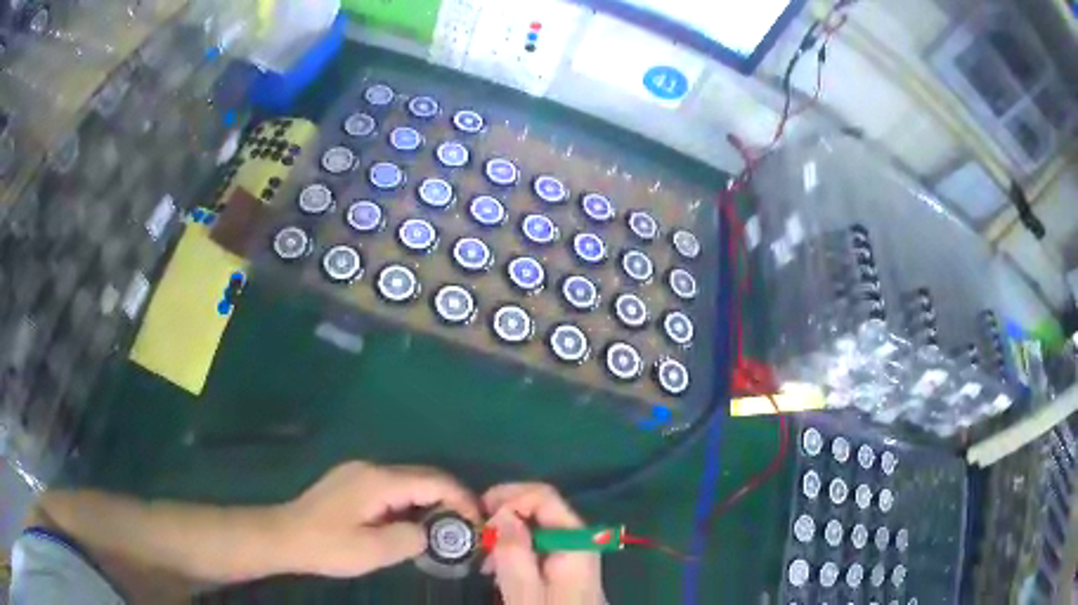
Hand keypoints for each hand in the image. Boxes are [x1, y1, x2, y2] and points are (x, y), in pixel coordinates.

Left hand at [279, 461, 478, 577]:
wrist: (285, 536)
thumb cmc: (327, 545)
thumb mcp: (373, 551)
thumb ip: (410, 539)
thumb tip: (430, 533)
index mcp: (379, 481)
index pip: (433, 480)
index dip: (461, 498)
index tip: (477, 522)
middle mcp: (372, 468)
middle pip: (423, 475)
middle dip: (449, 498)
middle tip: (465, 528)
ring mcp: (360, 472)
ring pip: (408, 480)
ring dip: (429, 501)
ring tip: (442, 529)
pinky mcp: (352, 481)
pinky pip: (392, 487)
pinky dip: (410, 502)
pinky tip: (410, 523)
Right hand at [482, 483, 605, 604]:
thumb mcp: (525, 594)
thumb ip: (514, 553)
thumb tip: (503, 513)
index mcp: (575, 542)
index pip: (545, 497)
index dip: (511, 497)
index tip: (480, 515)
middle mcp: (578, 541)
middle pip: (541, 508)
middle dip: (505, 514)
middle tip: (478, 535)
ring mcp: (573, 554)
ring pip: (536, 526)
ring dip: (506, 532)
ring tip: (483, 555)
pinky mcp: (565, 568)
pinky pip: (537, 545)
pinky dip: (515, 548)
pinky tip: (497, 567)